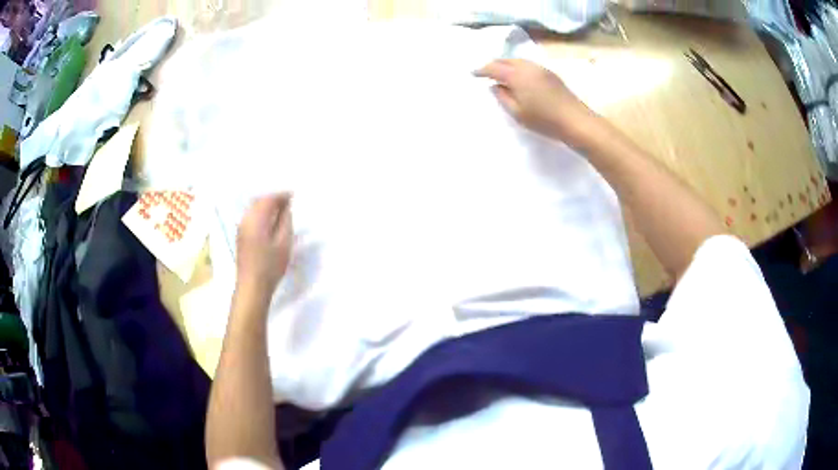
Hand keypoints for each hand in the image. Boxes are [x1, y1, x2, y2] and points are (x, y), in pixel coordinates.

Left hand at [236, 194, 293, 299]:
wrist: (252, 286)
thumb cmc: (270, 266)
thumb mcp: (284, 243)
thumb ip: (285, 222)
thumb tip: (286, 208)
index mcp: (256, 219)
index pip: (269, 199)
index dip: (282, 195)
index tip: (294, 196)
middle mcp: (246, 219)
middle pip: (259, 201)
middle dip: (273, 199)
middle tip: (288, 202)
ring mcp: (241, 228)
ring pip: (254, 209)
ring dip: (266, 206)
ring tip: (281, 212)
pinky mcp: (241, 237)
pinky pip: (251, 217)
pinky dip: (261, 214)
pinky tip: (269, 223)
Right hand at [474, 59, 597, 144]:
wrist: (575, 121)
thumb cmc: (544, 120)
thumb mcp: (517, 113)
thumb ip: (503, 97)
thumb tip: (495, 86)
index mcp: (516, 75)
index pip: (494, 68)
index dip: (482, 70)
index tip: (473, 74)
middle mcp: (527, 67)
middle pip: (506, 60)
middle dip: (494, 64)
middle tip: (485, 72)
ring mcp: (541, 69)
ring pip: (518, 61)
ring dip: (507, 65)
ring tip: (501, 74)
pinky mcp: (550, 74)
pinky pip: (528, 65)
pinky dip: (518, 67)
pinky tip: (518, 77)